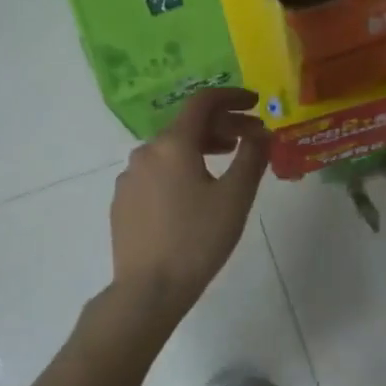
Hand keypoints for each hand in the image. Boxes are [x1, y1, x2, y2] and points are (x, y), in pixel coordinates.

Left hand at [110, 87, 270, 315]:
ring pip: (170, 150)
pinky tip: (194, 192)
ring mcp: (129, 177)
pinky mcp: (123, 201)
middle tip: (250, 138)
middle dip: (222, 126)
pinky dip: (180, 169)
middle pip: (187, 125)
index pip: (203, 102)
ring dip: (201, 147)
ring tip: (226, 161)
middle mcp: (145, 152)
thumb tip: (262, 132)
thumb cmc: (197, 240)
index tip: (256, 104)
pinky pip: (156, 172)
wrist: (148, 289)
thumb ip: (252, 157)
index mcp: (173, 144)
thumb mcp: (235, 197)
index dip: (232, 97)